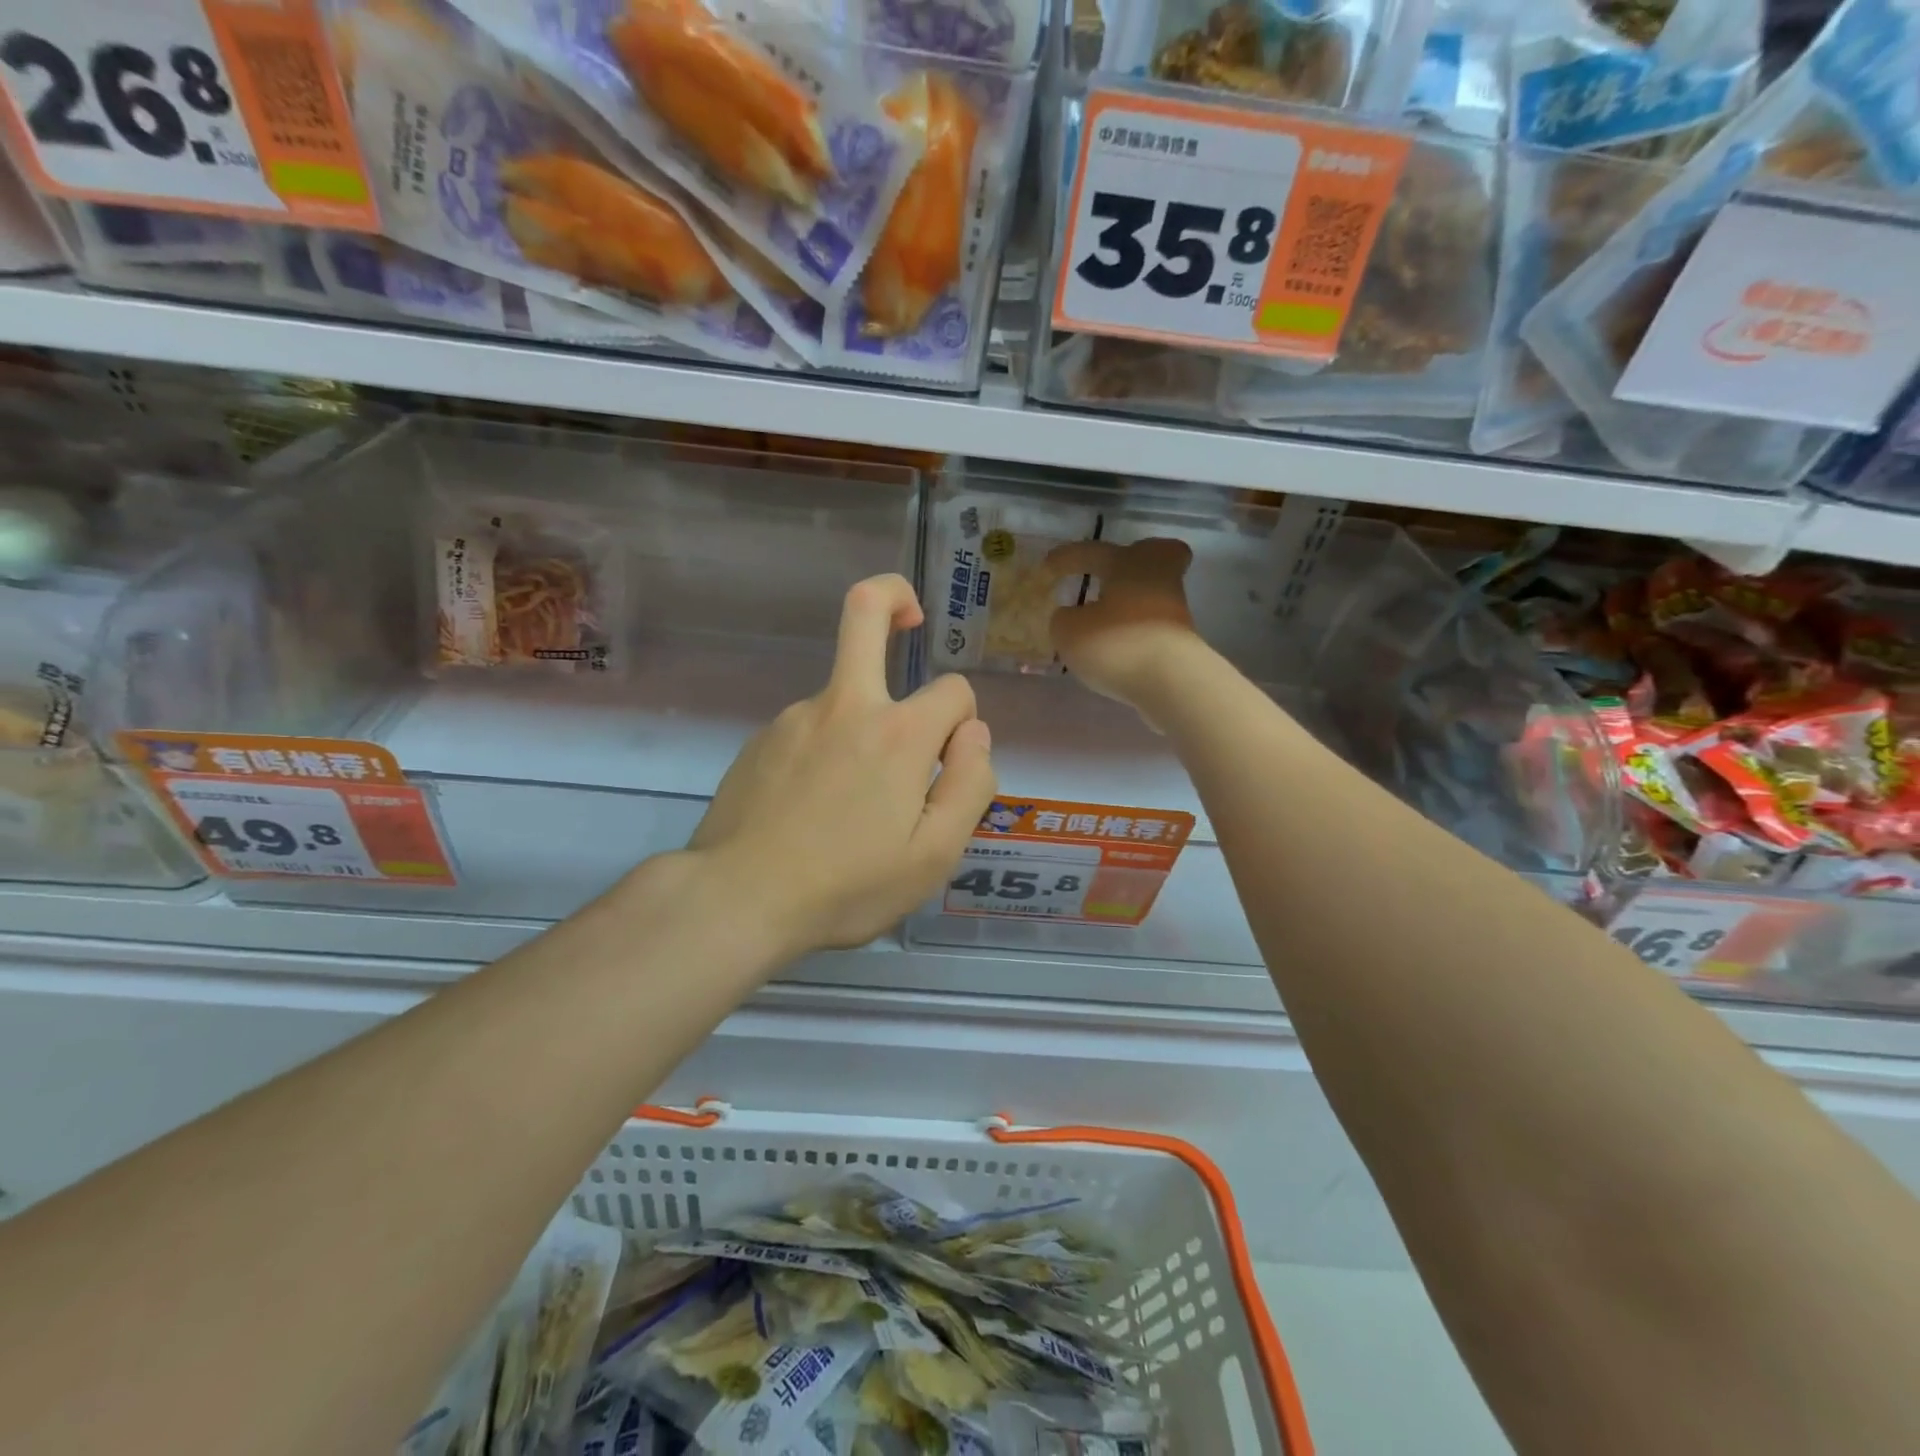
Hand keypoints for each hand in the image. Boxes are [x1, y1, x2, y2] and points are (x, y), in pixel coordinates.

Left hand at [688, 574, 996, 957]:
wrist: (736, 899)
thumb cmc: (847, 885)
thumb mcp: (934, 855)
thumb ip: (970, 784)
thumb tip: (973, 733)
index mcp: (897, 733)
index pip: (953, 690)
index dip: (965, 720)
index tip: (951, 761)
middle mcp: (845, 706)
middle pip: (865, 611)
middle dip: (894, 596)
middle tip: (912, 618)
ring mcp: (794, 718)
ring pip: (845, 695)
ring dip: (865, 724)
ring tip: (853, 806)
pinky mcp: (761, 739)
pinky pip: (811, 730)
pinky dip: (826, 751)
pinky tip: (814, 809)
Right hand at [1047, 538, 1202, 724]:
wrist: (1170, 682)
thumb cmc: (1116, 642)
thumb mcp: (1069, 631)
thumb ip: (1064, 619)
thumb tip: (1072, 617)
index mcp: (1128, 563)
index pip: (1093, 551)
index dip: (1068, 557)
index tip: (1048, 566)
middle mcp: (1157, 578)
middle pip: (1156, 555)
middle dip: (1135, 561)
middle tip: (1110, 575)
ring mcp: (1174, 610)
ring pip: (1152, 593)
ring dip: (1130, 602)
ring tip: (1101, 623)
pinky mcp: (1182, 642)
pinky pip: (1153, 625)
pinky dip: (1136, 631)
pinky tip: (1116, 648)